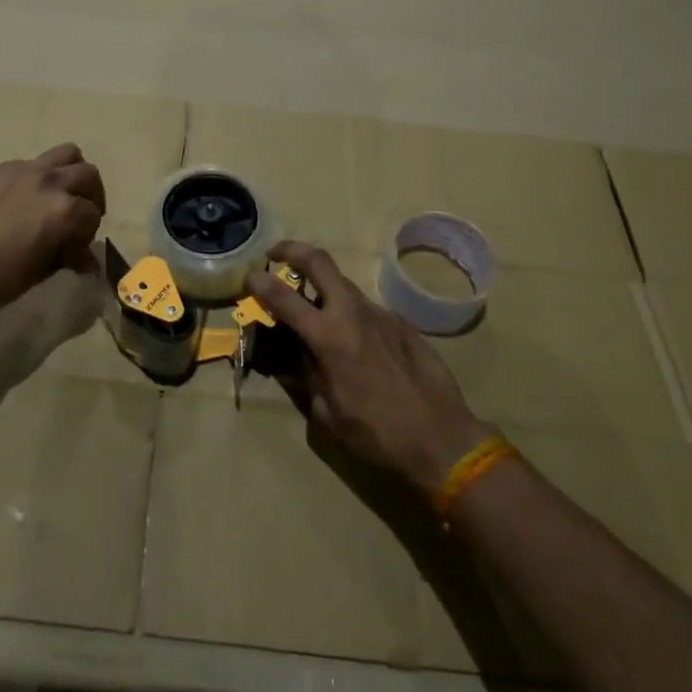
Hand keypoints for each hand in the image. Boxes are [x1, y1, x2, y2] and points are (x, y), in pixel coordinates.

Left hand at [0, 145, 105, 320]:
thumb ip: (70, 256)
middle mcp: (50, 181)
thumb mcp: (45, 269)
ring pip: (66, 153)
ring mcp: (23, 170)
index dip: (88, 233)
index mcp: (65, 208)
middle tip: (79, 217)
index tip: (76, 248)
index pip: (92, 213)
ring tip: (60, 194)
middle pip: (88, 174)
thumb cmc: (2, 279)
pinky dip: (37, 177)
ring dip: (71, 172)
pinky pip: (29, 164)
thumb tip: (87, 261)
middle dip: (91, 196)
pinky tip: (21, 201)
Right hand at [249, 241, 494, 493]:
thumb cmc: (377, 433)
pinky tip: (355, 344)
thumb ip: (306, 378)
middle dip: (292, 250)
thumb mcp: (328, 414)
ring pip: (344, 286)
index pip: (284, 297)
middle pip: (319, 261)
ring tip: (314, 312)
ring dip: (323, 288)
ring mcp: (381, 314)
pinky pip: (367, 310)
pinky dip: (350, 316)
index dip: (260, 283)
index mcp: (329, 336)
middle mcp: (353, 313)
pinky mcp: (403, 323)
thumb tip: (293, 361)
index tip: (248, 277)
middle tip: (275, 255)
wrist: (443, 440)